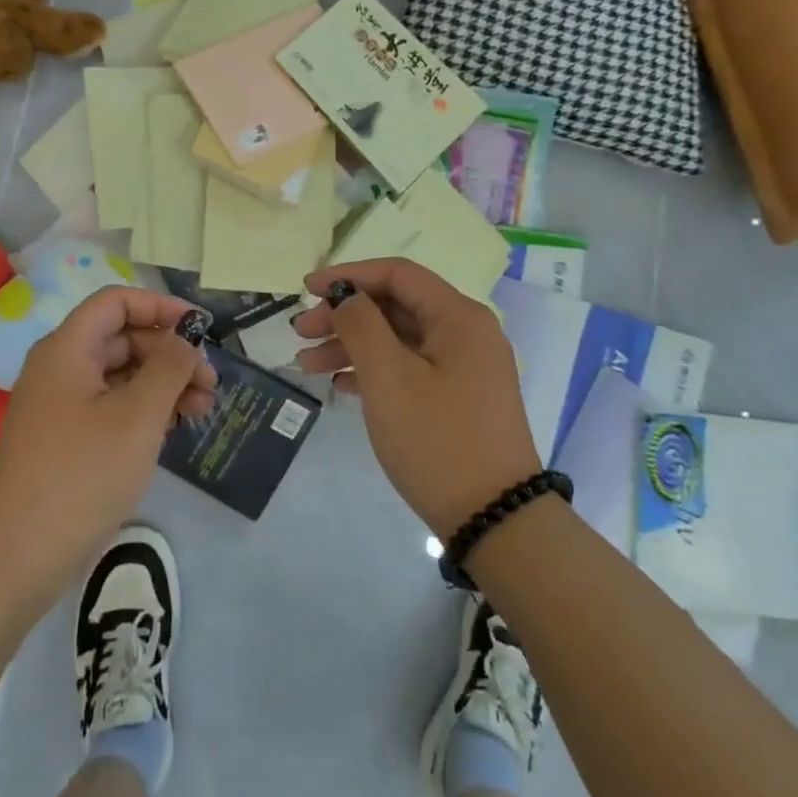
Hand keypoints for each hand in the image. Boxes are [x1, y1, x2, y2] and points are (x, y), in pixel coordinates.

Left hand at [0, 288, 216, 602]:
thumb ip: (169, 366)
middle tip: (210, 384)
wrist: (18, 558)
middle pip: (122, 337)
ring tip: (201, 410)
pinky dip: (143, 409)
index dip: (161, 307)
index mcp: (67, 348)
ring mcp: (59, 405)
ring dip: (163, 384)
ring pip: (120, 374)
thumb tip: (185, 338)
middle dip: (170, 354)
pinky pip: (109, 405)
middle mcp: (59, 367)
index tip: (201, 329)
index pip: (117, 301)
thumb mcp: (138, 415)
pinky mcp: (63, 439)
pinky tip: (171, 429)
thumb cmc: (83, 474)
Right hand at [293, 260, 540, 539]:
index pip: (398, 274)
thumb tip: (347, 298)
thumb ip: (361, 325)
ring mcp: (465, 367)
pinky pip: (410, 367)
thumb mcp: (389, 379)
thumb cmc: (438, 440)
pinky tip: (340, 384)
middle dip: (345, 315)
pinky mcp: (459, 398)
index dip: (349, 275)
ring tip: (307, 364)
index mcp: (459, 317)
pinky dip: (375, 370)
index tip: (306, 289)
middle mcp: (467, 333)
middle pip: (396, 306)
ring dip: (353, 345)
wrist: (496, 522)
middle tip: (301, 333)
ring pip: (400, 339)